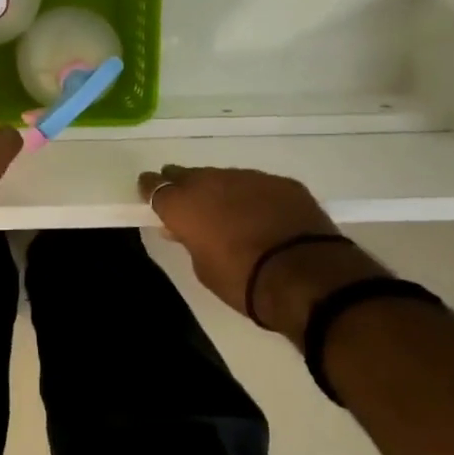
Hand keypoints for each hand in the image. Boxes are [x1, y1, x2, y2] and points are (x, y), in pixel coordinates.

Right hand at [138, 165, 383, 329]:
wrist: (304, 275)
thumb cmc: (241, 280)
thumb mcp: (203, 267)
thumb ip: (190, 240)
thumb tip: (184, 229)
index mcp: (183, 204)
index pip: (155, 187)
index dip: (151, 189)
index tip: (149, 191)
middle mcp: (211, 182)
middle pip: (188, 175)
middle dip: (183, 184)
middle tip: (186, 199)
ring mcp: (248, 178)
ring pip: (224, 177)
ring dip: (220, 190)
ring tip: (227, 210)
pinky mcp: (281, 182)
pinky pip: (257, 185)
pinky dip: (253, 196)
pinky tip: (261, 213)